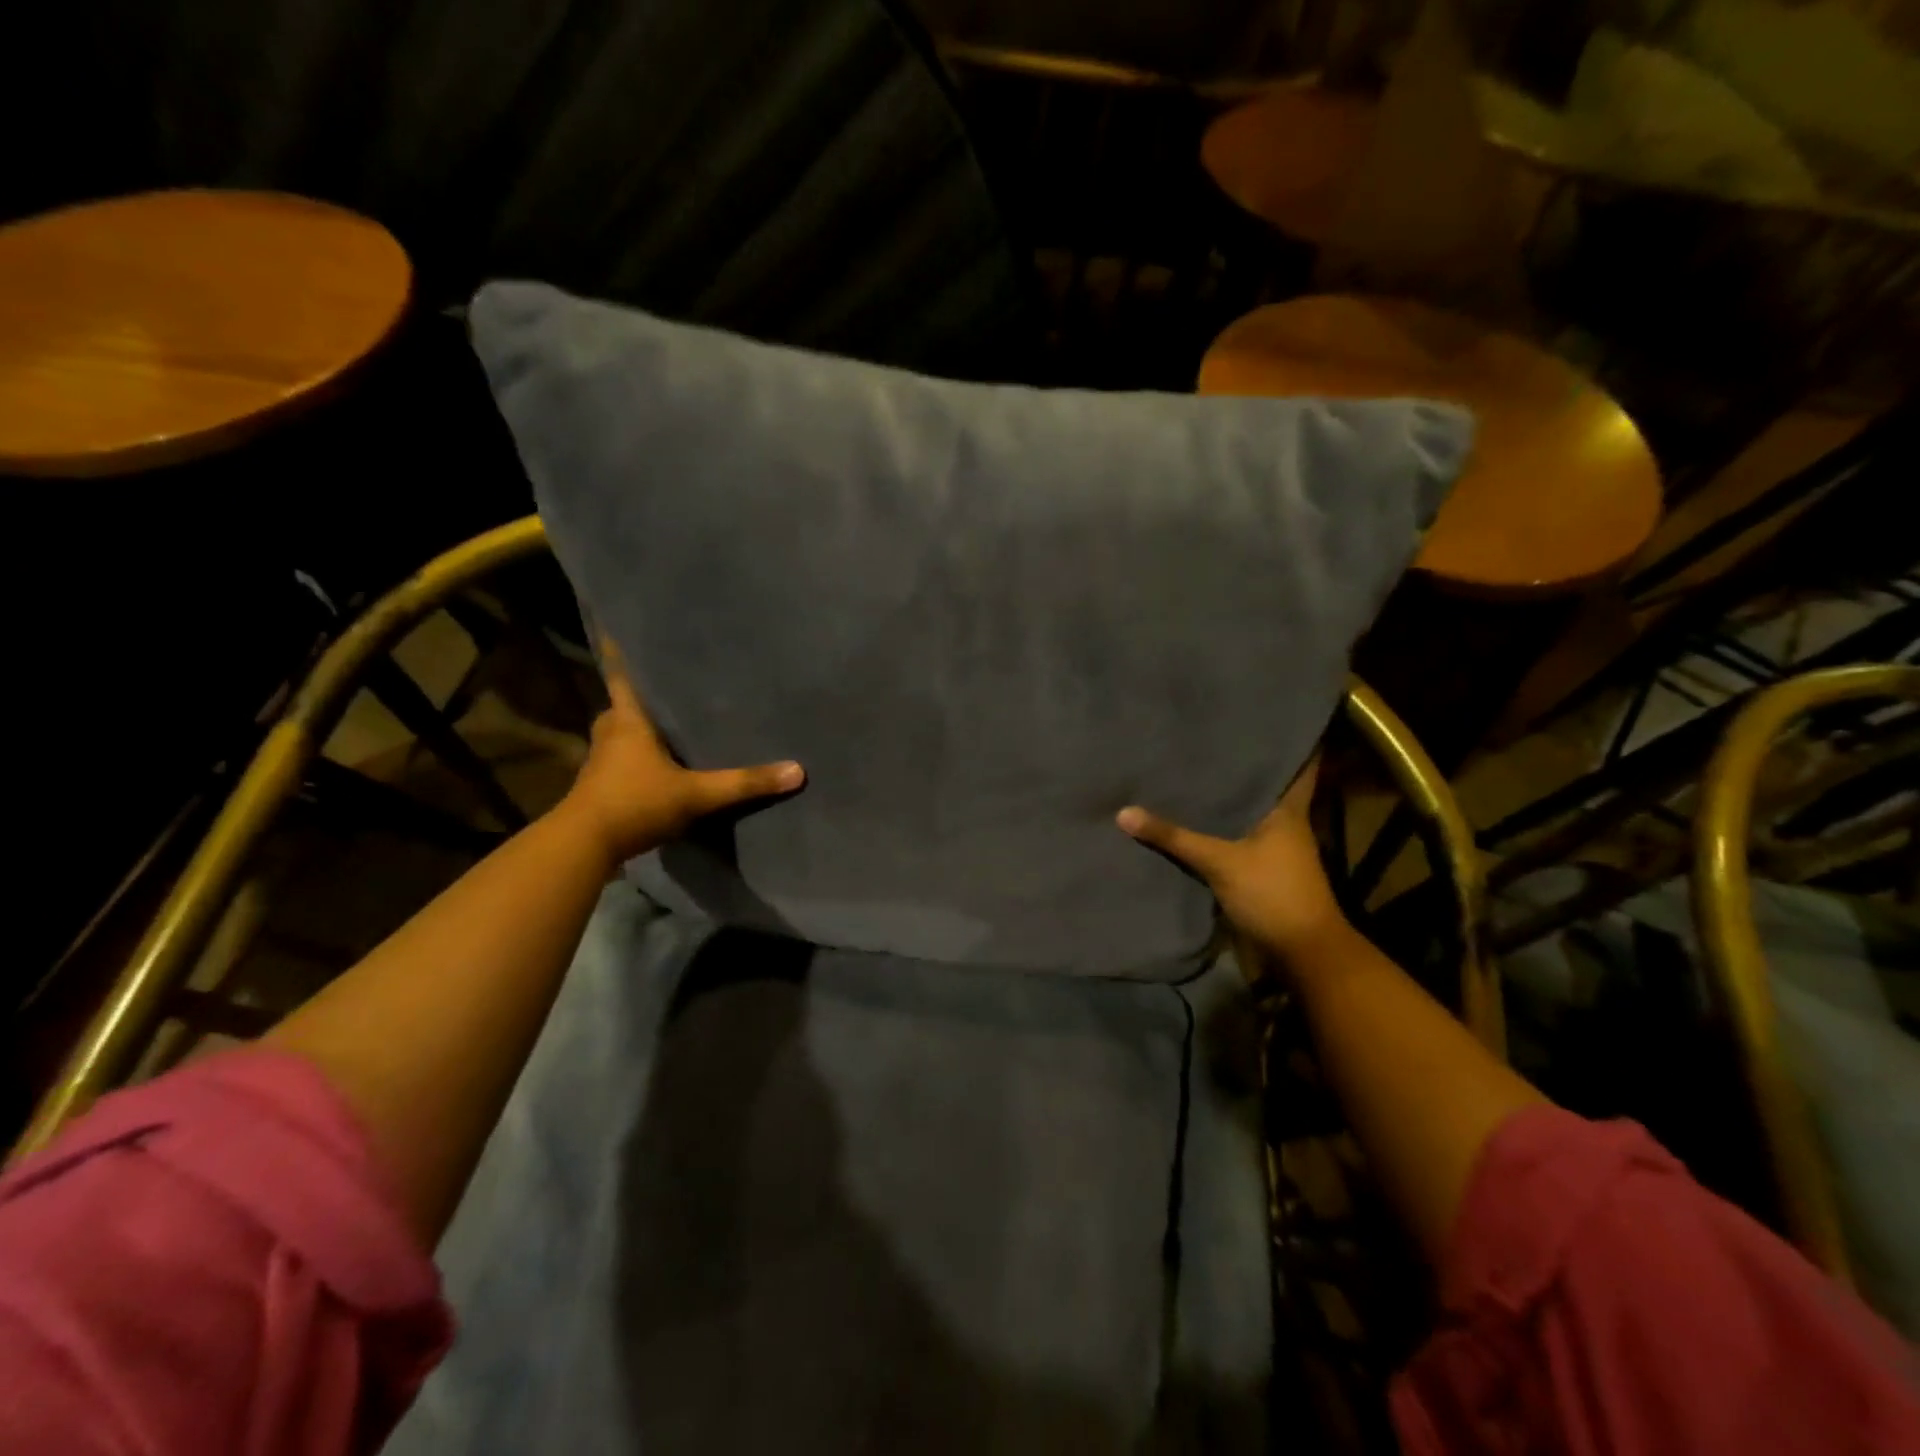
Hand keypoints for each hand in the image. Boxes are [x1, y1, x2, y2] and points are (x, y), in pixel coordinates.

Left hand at [556, 640, 802, 871]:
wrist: (584, 846)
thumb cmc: (636, 803)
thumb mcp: (697, 794)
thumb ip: (744, 783)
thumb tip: (797, 770)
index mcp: (629, 721)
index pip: (623, 676)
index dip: (622, 653)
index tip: (620, 628)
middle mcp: (611, 733)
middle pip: (624, 705)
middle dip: (643, 697)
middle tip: (670, 687)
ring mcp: (601, 761)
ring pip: (622, 734)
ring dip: (640, 729)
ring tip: (670, 725)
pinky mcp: (600, 786)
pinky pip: (622, 760)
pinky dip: (638, 757)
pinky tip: (660, 766)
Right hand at [1116, 759, 1348, 970]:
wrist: (1301, 952)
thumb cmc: (1273, 893)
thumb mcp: (1220, 862)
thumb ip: (1174, 837)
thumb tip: (1123, 811)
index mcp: (1287, 810)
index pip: (1294, 766)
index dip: (1282, 744)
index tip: (1258, 720)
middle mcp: (1283, 823)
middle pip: (1258, 788)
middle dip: (1234, 770)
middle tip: (1198, 742)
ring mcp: (1271, 848)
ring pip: (1242, 815)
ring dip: (1221, 801)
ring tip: (1184, 773)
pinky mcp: (1257, 870)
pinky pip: (1231, 839)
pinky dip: (1213, 830)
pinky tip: (1185, 821)